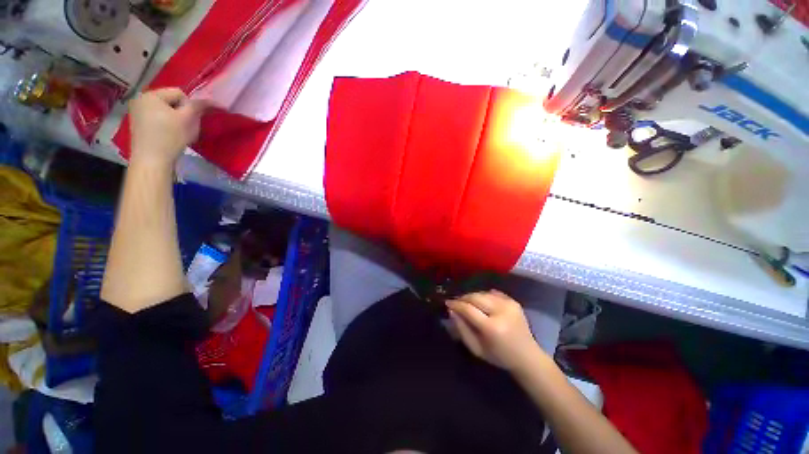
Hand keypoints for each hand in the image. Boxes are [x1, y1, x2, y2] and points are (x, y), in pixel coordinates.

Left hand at [129, 88, 207, 166]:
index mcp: (151, 94)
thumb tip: (212, 100)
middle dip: (181, 113)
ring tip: (175, 132)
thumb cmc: (170, 137)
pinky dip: (165, 124)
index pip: (179, 93)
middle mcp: (140, 98)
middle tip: (183, 127)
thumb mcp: (188, 120)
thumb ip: (198, 106)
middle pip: (170, 101)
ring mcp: (136, 111)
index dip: (189, 107)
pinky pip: (156, 117)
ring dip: (174, 119)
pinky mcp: (137, 123)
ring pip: (164, 110)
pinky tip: (166, 135)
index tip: (188, 121)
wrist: (151, 160)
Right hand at [447, 290, 544, 372]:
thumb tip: (452, 310)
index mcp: (492, 327)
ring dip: (472, 296)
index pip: (468, 309)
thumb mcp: (476, 348)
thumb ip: (462, 329)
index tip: (447, 303)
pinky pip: (493, 293)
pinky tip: (481, 302)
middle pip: (475, 297)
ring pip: (483, 293)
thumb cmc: (499, 356)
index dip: (456, 304)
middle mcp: (501, 312)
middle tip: (456, 302)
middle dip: (463, 298)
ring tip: (467, 302)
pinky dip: (484, 295)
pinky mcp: (514, 302)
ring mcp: (509, 305)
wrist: (528, 357)